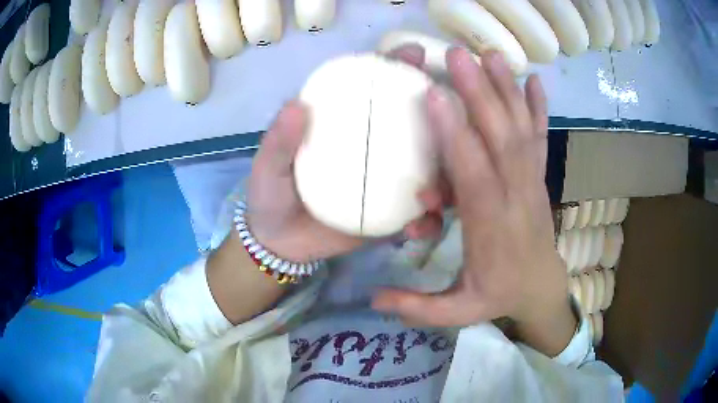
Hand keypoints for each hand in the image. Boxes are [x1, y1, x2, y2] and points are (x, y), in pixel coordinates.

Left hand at [245, 45, 443, 262]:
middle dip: (440, 112)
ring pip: (430, 169)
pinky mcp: (393, 215)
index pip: (373, 88)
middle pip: (416, 122)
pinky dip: (427, 221)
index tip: (413, 55)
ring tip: (435, 193)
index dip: (395, 67)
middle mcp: (375, 147)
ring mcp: (389, 182)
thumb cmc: (272, 195)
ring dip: (445, 176)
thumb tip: (296, 106)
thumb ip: (279, 141)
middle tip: (449, 116)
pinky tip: (420, 227)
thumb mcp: (268, 166)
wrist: (281, 244)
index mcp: (346, 125)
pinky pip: (420, 215)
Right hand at [373, 48, 573, 352]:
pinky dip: (538, 107)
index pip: (473, 176)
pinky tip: (534, 80)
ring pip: (521, 130)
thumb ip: (417, 308)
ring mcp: (532, 181)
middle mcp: (516, 196)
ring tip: (489, 55)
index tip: (432, 96)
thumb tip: (372, 301)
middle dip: (479, 94)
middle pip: (500, 139)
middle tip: (456, 56)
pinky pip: (540, 136)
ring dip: (506, 89)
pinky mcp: (540, 175)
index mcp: (491, 228)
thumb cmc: (499, 295)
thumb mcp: (458, 312)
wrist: (542, 287)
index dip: (454, 136)